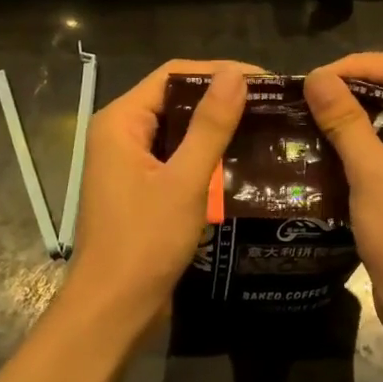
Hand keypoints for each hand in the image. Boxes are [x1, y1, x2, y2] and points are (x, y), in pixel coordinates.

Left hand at [66, 60, 254, 331]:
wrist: (112, 310)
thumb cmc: (144, 242)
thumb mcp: (185, 181)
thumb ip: (210, 125)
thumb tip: (237, 75)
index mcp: (120, 121)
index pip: (173, 75)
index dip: (218, 71)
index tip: (264, 81)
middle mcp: (119, 133)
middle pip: (174, 98)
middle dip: (220, 98)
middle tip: (270, 104)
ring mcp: (128, 162)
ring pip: (177, 128)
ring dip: (215, 127)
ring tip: (263, 127)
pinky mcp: (140, 186)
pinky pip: (175, 155)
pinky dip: (204, 153)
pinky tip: (240, 160)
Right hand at [304, 52, 382, 339]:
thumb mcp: (372, 174)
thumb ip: (345, 121)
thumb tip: (315, 77)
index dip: (360, 64)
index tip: (317, 79)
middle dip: (357, 85)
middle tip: (312, 95)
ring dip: (358, 112)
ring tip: (315, 114)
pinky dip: (365, 138)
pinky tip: (331, 144)